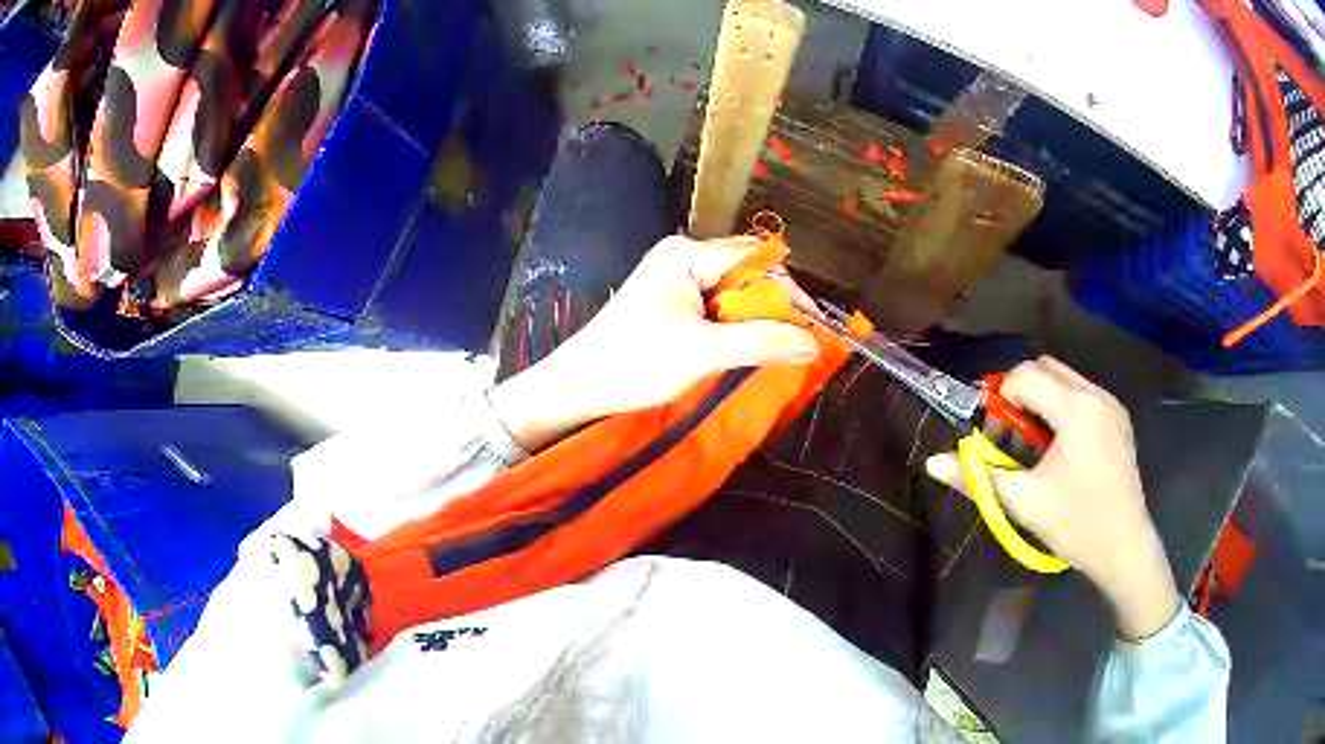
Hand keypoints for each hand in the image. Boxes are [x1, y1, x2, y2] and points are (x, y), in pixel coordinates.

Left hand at [488, 235, 819, 451]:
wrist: (579, 387)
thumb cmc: (634, 363)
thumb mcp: (702, 352)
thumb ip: (760, 342)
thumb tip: (814, 342)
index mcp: (687, 254)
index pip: (756, 260)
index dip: (788, 292)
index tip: (812, 330)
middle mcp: (684, 257)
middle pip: (748, 271)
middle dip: (774, 304)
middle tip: (795, 341)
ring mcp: (677, 279)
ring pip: (736, 290)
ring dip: (757, 317)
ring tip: (776, 347)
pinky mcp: (674, 303)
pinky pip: (720, 305)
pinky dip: (738, 325)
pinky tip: (747, 347)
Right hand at [924, 356, 1180, 639]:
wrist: (1125, 548)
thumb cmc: (1075, 524)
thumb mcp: (1024, 502)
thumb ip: (977, 477)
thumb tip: (932, 463)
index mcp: (1076, 409)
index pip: (1025, 377)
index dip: (999, 401)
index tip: (994, 439)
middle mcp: (1096, 395)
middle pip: (1045, 368)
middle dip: (1018, 394)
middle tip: (1009, 436)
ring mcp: (1110, 406)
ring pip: (1064, 380)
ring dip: (1039, 401)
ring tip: (1032, 447)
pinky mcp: (1118, 420)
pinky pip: (1081, 396)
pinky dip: (1060, 409)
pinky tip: (1058, 450)